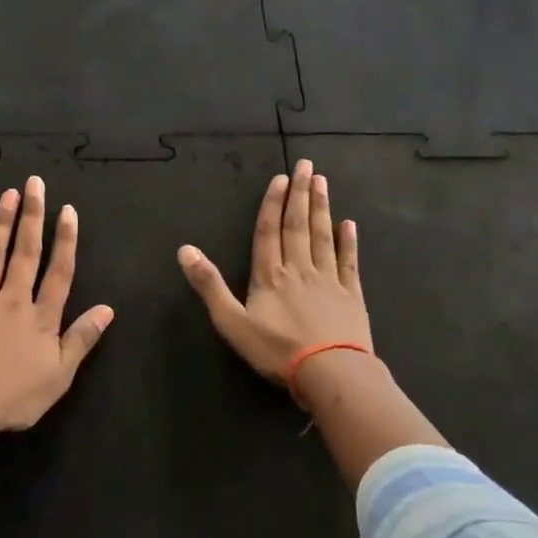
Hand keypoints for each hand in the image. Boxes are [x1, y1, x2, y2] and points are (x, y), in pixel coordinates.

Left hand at [0, 177, 114, 498]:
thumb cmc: (13, 399)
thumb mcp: (59, 376)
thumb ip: (81, 339)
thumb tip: (107, 309)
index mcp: (40, 317)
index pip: (59, 272)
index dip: (65, 240)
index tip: (67, 210)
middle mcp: (11, 300)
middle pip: (26, 252)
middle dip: (32, 216)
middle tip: (34, 184)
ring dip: (0, 223)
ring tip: (6, 194)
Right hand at [178, 158, 372, 387]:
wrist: (331, 372)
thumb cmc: (277, 350)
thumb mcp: (232, 322)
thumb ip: (209, 285)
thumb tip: (185, 249)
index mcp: (269, 275)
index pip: (268, 231)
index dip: (272, 204)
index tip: (280, 178)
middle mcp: (298, 269)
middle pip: (298, 225)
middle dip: (300, 194)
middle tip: (306, 165)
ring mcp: (328, 280)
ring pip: (323, 236)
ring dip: (321, 208)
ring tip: (322, 183)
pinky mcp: (352, 295)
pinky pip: (348, 261)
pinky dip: (348, 241)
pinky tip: (349, 224)